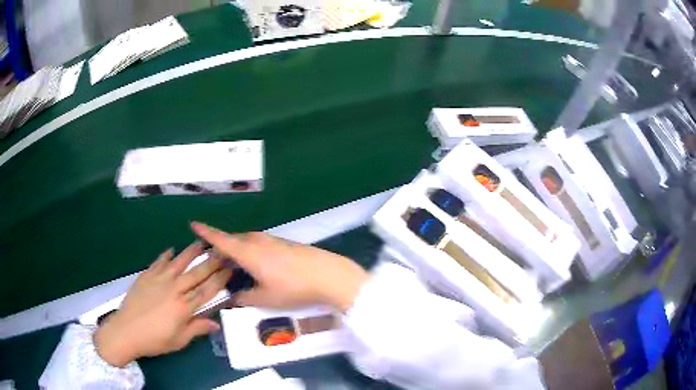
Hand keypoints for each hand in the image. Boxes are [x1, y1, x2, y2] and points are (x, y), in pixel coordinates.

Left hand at [93, 242, 232, 366]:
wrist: (126, 331)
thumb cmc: (155, 340)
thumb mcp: (179, 340)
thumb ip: (196, 329)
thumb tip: (215, 323)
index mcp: (184, 307)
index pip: (207, 290)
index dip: (220, 279)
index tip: (231, 269)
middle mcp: (174, 289)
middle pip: (197, 273)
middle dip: (212, 262)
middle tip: (223, 250)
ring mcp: (159, 280)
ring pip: (179, 263)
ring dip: (191, 252)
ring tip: (201, 242)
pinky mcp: (146, 276)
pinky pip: (158, 262)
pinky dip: (166, 255)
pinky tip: (171, 250)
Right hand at [191, 222, 368, 310]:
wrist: (328, 275)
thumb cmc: (293, 288)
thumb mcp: (266, 298)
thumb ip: (246, 297)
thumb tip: (235, 297)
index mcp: (248, 252)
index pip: (221, 240)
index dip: (206, 232)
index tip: (193, 224)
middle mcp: (258, 241)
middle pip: (234, 240)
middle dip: (223, 247)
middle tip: (215, 259)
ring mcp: (272, 240)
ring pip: (248, 241)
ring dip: (238, 249)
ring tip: (235, 264)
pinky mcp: (284, 242)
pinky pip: (260, 244)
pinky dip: (252, 251)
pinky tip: (257, 264)